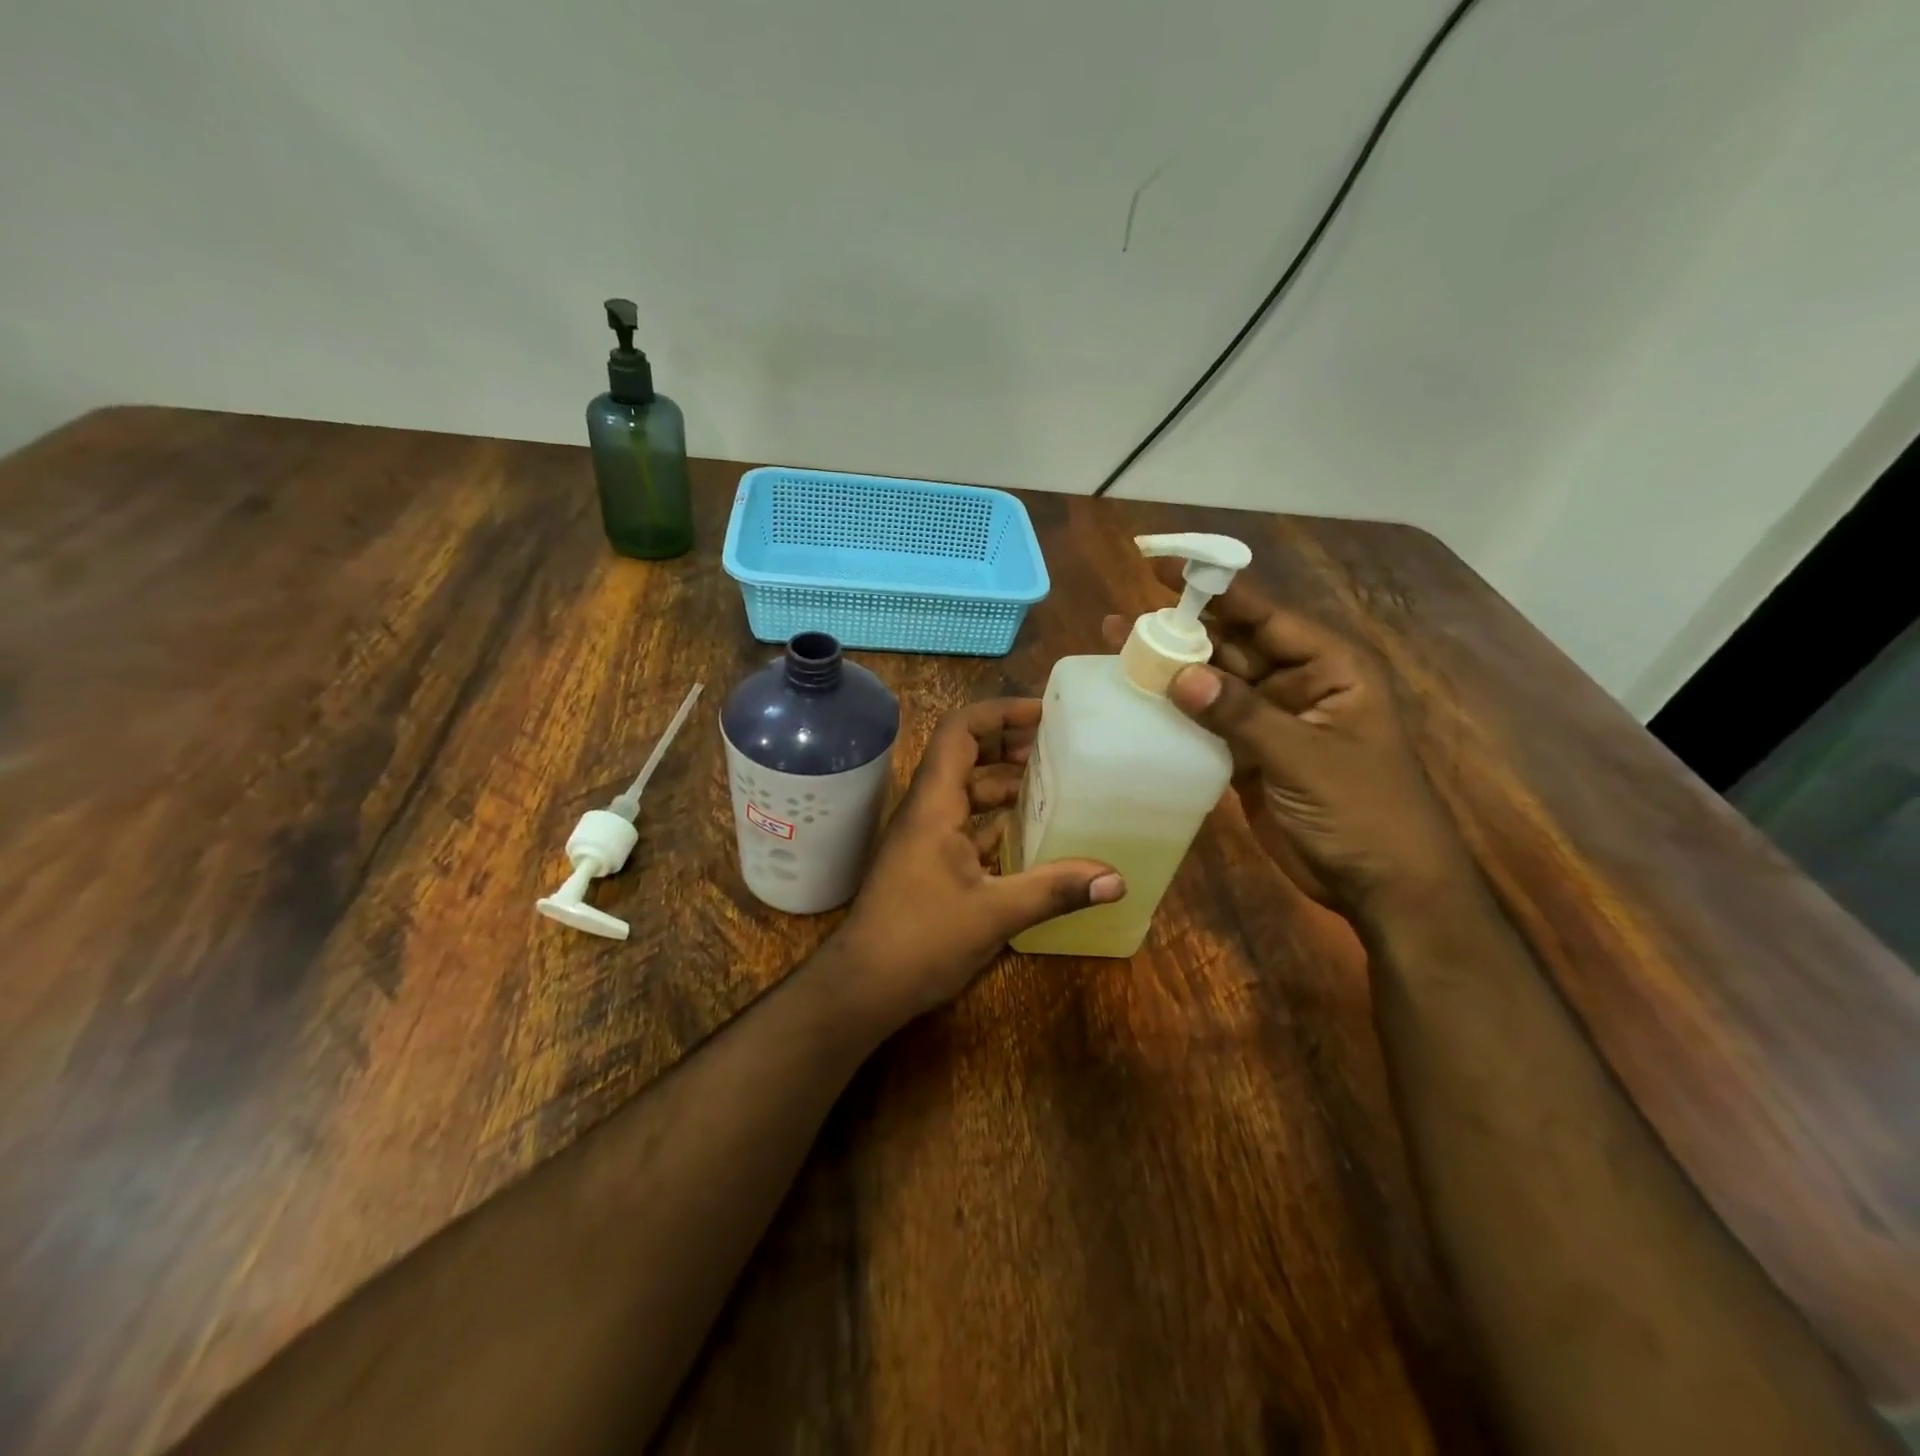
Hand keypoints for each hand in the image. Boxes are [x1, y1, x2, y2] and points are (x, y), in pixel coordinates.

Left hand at [832, 698, 1123, 1024]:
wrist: (864, 985)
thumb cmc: (920, 939)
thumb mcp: (994, 913)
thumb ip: (1054, 890)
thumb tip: (1116, 880)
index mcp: (934, 805)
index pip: (958, 732)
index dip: (997, 713)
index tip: (1042, 715)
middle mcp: (927, 811)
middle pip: (964, 756)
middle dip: (1007, 744)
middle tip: (1055, 747)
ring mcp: (925, 838)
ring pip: (966, 792)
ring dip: (1003, 783)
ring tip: (1051, 784)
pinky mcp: (929, 863)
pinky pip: (966, 825)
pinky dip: (996, 820)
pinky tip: (1030, 834)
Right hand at [1103, 567, 1463, 915]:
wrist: (1383, 886)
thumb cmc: (1364, 811)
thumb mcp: (1305, 757)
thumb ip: (1242, 715)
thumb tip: (1179, 676)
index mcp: (1328, 668)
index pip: (1264, 615)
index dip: (1214, 591)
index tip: (1161, 570)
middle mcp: (1296, 685)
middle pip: (1231, 647)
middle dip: (1180, 634)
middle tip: (1122, 624)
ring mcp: (1270, 723)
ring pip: (1213, 687)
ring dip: (1170, 674)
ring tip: (1117, 656)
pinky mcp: (1249, 757)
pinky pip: (1207, 726)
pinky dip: (1176, 717)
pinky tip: (1139, 706)